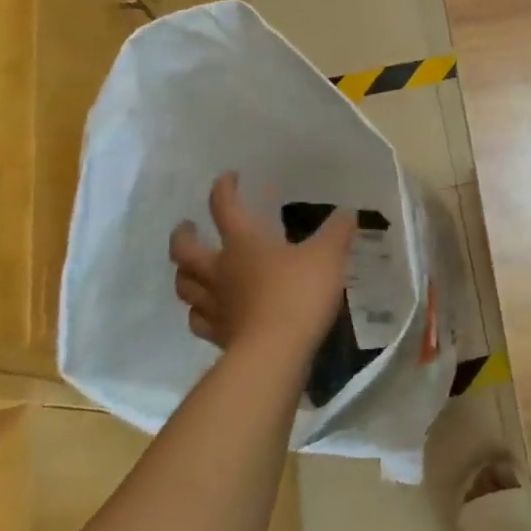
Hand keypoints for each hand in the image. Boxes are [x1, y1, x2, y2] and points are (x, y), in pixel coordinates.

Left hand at [169, 174, 355, 358]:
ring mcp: (215, 305)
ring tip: (191, 269)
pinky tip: (208, 312)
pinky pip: (199, 320)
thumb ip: (337, 232)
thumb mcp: (328, 256)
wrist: (275, 352)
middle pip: (186, 251)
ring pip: (185, 286)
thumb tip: (346, 213)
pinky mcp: (219, 335)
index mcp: (243, 244)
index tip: (228, 178)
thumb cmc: (299, 294)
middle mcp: (220, 270)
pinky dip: (200, 312)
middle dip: (183, 236)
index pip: (225, 207)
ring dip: (184, 274)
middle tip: (188, 228)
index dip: (224, 189)